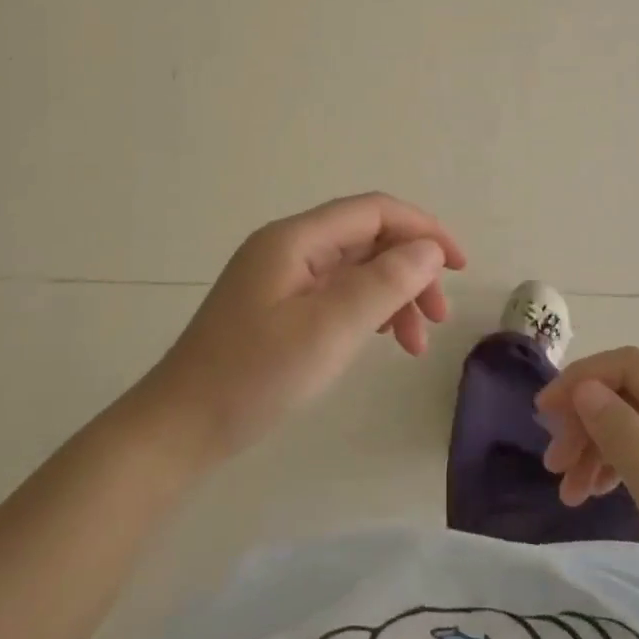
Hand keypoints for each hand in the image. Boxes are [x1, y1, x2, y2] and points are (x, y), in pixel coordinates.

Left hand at [136, 193, 466, 465]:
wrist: (180, 427)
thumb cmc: (254, 375)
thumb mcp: (329, 328)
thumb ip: (384, 282)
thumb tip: (428, 249)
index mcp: (296, 239)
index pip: (374, 211)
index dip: (422, 229)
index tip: (458, 266)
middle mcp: (289, 247)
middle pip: (366, 239)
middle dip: (410, 269)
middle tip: (437, 318)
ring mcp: (281, 277)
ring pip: (355, 268)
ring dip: (392, 295)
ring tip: (414, 343)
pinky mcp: (277, 306)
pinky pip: (336, 293)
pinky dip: (367, 310)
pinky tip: (380, 338)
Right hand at [537, 347, 638, 638]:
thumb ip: (623, 434)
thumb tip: (584, 388)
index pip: (631, 367)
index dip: (582, 380)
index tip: (543, 416)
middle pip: (631, 396)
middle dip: (585, 421)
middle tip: (554, 465)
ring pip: (637, 427)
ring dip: (596, 448)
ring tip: (568, 491)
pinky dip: (618, 469)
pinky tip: (597, 494)